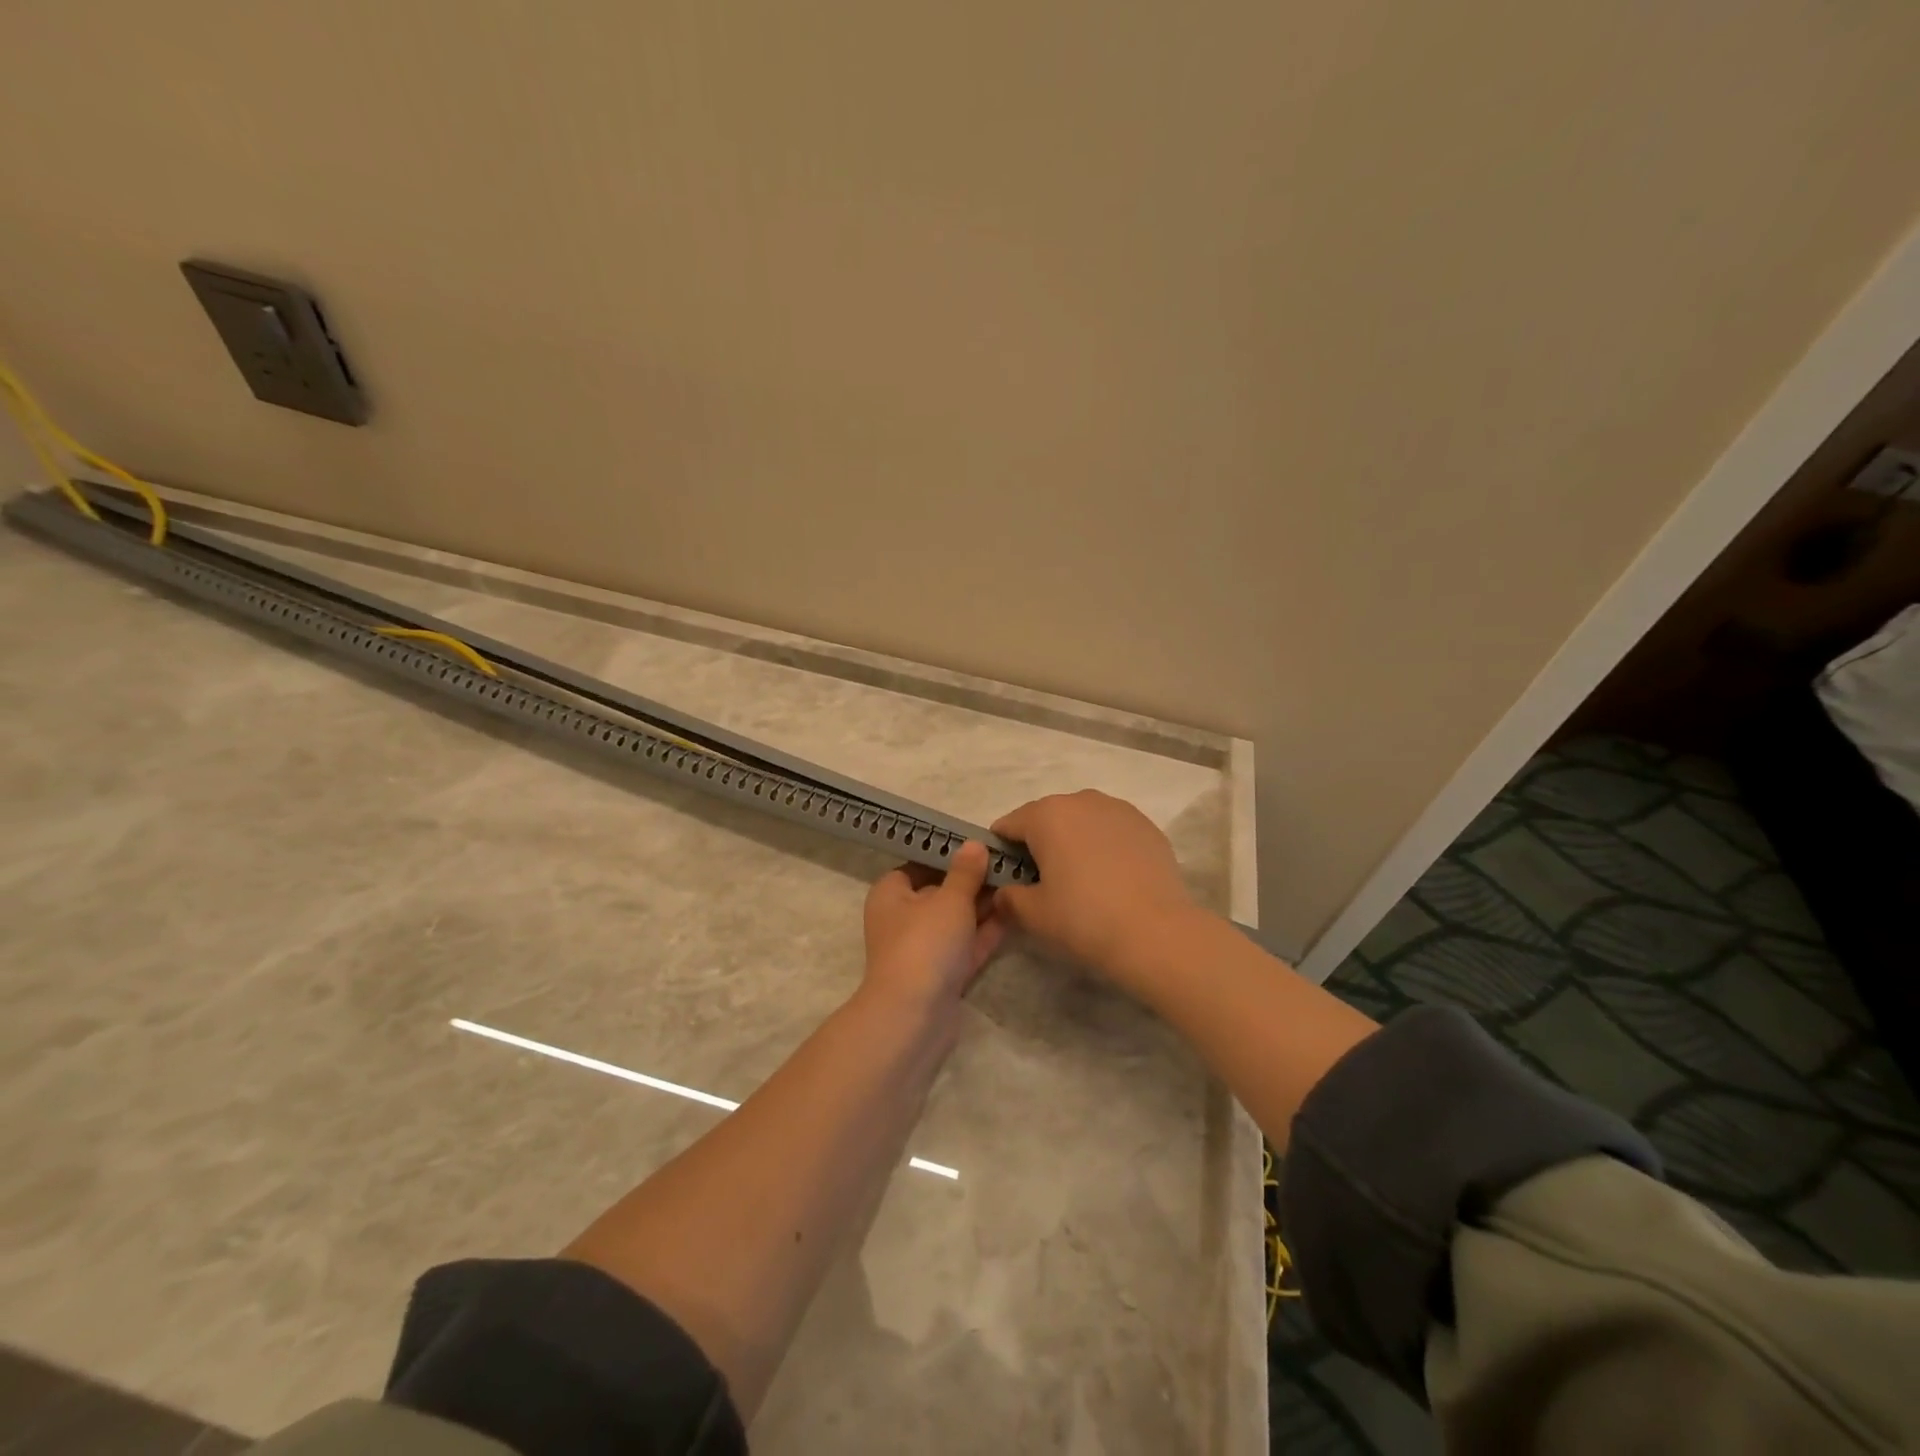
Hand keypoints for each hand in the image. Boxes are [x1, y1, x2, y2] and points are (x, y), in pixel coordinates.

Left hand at [862, 840, 1004, 1011]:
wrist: (914, 1016)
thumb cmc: (925, 943)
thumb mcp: (949, 899)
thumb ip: (965, 872)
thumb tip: (974, 844)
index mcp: (892, 893)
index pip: (919, 864)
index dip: (948, 854)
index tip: (981, 845)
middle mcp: (903, 919)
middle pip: (941, 892)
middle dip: (973, 881)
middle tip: (1010, 863)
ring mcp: (924, 949)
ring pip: (957, 920)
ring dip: (984, 906)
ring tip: (1019, 883)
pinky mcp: (942, 974)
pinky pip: (967, 945)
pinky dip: (986, 931)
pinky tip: (1015, 913)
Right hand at [991, 790, 1197, 987]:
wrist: (1157, 933)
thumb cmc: (1084, 919)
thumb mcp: (1033, 914)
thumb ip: (1009, 898)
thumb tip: (1004, 893)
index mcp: (1047, 815)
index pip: (1008, 825)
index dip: (1001, 852)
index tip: (1007, 878)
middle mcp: (1081, 800)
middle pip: (1046, 818)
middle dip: (1040, 844)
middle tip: (1043, 883)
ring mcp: (1119, 810)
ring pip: (1082, 821)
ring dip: (1074, 842)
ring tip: (1082, 880)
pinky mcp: (1147, 826)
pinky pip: (1112, 831)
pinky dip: (1104, 847)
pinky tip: (1112, 879)